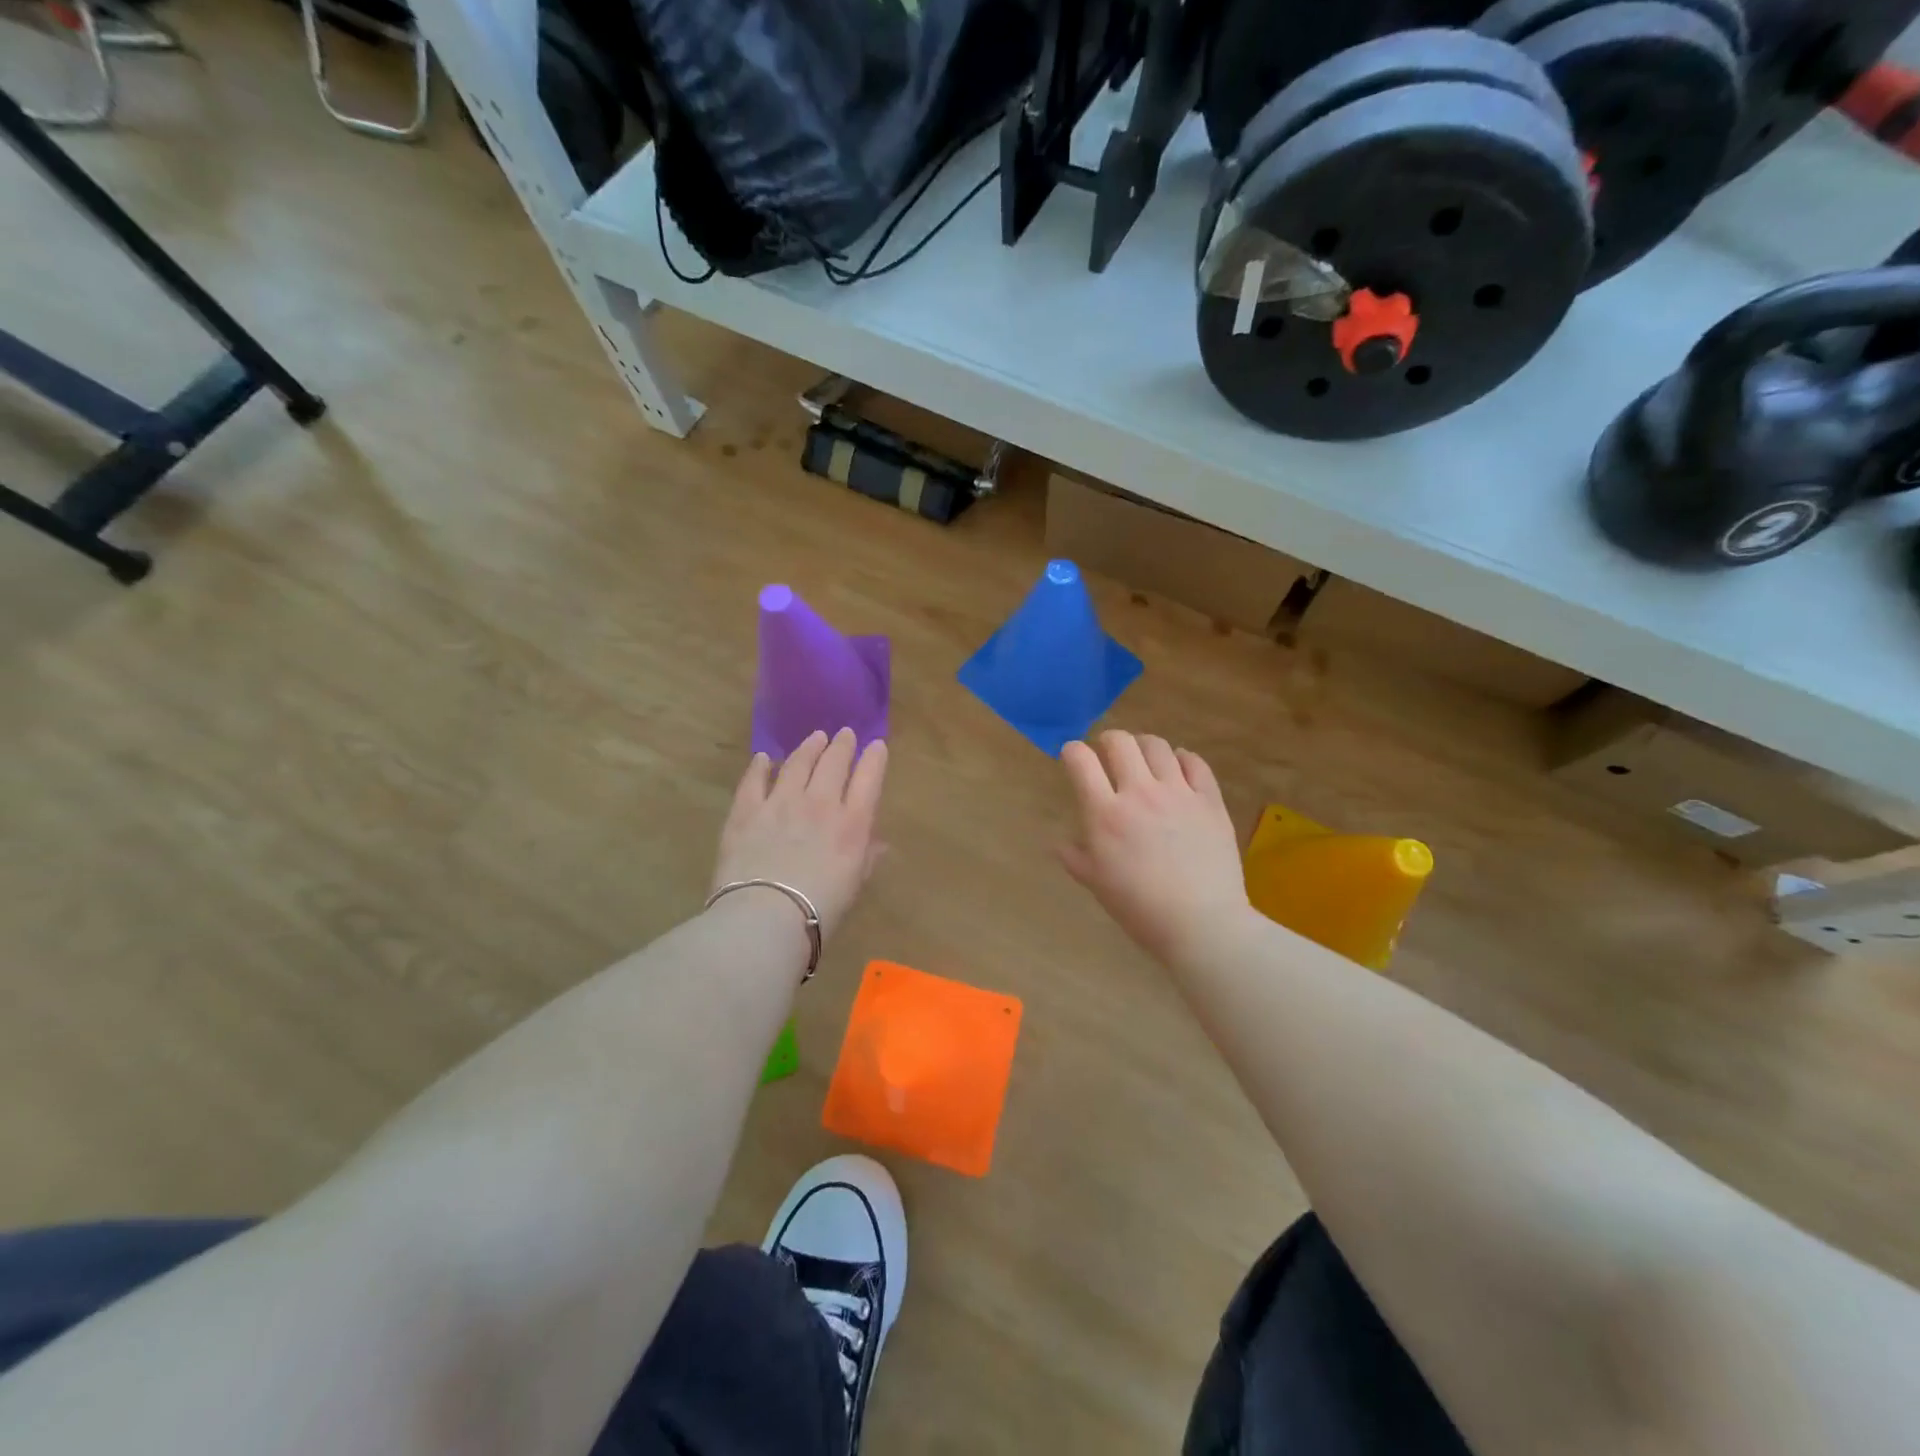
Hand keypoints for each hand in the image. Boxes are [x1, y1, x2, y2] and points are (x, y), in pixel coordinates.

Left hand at [711, 729, 887, 940]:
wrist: (765, 917)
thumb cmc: (820, 911)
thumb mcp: (853, 886)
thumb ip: (866, 859)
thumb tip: (879, 843)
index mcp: (852, 823)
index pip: (869, 779)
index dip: (874, 759)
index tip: (877, 745)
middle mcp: (819, 803)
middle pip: (833, 763)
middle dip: (842, 745)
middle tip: (845, 734)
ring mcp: (780, 803)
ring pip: (797, 763)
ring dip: (808, 748)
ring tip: (815, 738)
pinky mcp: (746, 811)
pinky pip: (754, 780)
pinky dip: (760, 766)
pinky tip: (763, 758)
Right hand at [1058, 731, 1249, 962]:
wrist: (1201, 924)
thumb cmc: (1140, 909)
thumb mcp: (1096, 884)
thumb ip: (1075, 857)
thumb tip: (1057, 843)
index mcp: (1105, 814)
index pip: (1081, 761)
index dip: (1072, 752)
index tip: (1072, 757)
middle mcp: (1139, 793)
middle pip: (1120, 742)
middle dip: (1107, 740)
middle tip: (1107, 753)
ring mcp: (1178, 793)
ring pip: (1157, 746)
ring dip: (1143, 745)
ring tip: (1142, 757)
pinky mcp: (1210, 800)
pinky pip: (1195, 763)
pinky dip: (1182, 758)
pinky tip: (1178, 767)